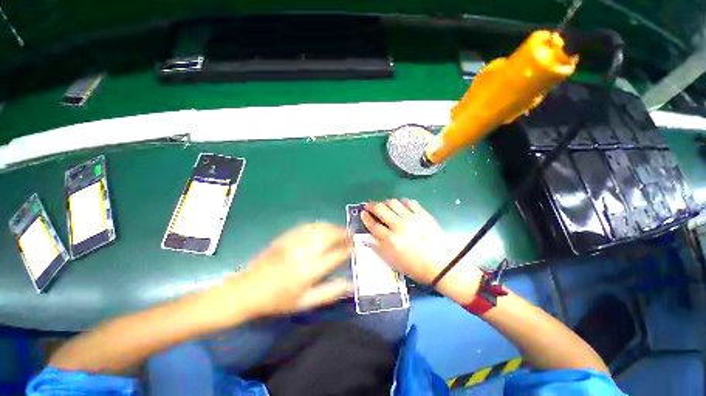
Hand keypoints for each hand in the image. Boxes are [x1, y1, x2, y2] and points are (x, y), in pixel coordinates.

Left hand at [232, 223, 351, 317]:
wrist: (249, 289)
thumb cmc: (278, 300)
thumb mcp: (305, 302)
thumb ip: (331, 292)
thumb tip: (352, 285)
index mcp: (309, 271)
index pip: (336, 255)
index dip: (349, 249)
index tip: (355, 247)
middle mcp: (304, 252)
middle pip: (330, 236)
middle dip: (344, 234)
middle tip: (351, 235)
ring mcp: (294, 242)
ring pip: (320, 228)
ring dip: (333, 227)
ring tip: (341, 230)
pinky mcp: (286, 237)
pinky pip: (307, 226)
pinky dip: (320, 225)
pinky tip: (324, 227)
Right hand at [361, 199, 481, 303]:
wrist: (442, 265)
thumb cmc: (416, 267)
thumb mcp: (394, 262)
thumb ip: (380, 248)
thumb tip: (370, 237)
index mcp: (391, 241)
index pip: (373, 225)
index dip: (366, 218)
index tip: (363, 213)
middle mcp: (399, 226)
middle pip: (381, 210)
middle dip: (372, 206)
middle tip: (369, 205)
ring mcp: (411, 219)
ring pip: (393, 203)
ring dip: (385, 202)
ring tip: (384, 204)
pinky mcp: (422, 214)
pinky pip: (410, 202)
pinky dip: (402, 202)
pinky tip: (401, 205)